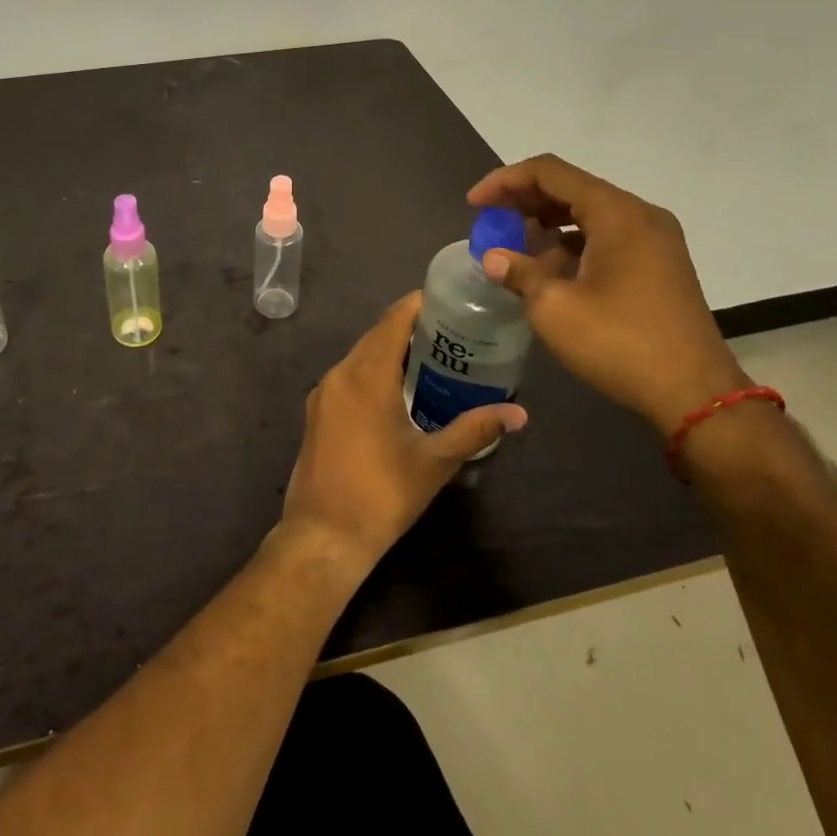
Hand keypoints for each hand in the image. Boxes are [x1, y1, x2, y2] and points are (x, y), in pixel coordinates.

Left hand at [281, 293, 527, 571]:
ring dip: (390, 350)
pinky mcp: (317, 411)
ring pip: (360, 356)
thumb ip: (475, 430)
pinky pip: (349, 376)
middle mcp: (340, 374)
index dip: (418, 305)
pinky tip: (398, 389)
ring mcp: (324, 393)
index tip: (449, 301)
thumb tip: (518, 414)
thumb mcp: (434, 461)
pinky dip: (373, 371)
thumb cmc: (382, 494)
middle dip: (410, 328)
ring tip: (431, 357)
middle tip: (451, 331)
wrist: (324, 534)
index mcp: (366, 375)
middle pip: (376, 335)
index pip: (393, 321)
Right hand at [468, 155, 748, 435]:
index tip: (474, 205)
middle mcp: (639, 215)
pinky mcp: (658, 263)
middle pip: (570, 187)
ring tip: (513, 245)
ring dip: (546, 221)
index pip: (549, 172)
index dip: (504, 181)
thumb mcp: (554, 308)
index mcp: (617, 213)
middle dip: (523, 200)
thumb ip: (518, 272)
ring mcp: (654, 239)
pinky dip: (571, 241)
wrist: (695, 394)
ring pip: (588, 211)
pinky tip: (548, 267)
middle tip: (489, 222)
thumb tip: (493, 259)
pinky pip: (605, 234)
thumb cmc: (620, 344)